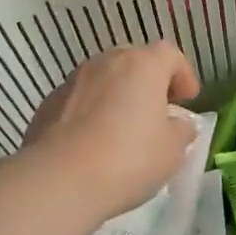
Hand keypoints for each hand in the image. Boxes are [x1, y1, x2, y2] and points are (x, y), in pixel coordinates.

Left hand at [22, 42, 200, 223]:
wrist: (59, 180)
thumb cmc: (128, 159)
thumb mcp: (172, 151)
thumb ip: (181, 131)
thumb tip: (178, 124)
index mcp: (142, 66)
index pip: (169, 54)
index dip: (183, 74)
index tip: (188, 99)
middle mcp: (106, 63)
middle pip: (133, 61)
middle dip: (148, 82)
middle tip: (156, 111)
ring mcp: (73, 81)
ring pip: (103, 79)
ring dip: (116, 96)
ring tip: (122, 130)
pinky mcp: (48, 103)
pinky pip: (79, 101)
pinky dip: (90, 113)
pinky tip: (92, 143)